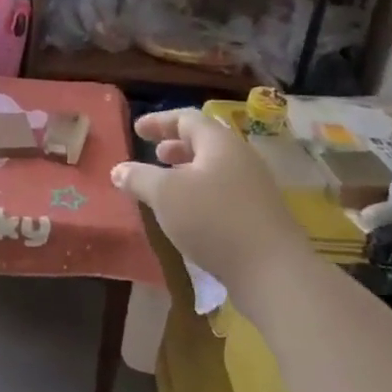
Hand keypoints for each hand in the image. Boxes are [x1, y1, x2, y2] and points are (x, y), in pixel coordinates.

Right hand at [110, 109, 303, 294]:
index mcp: (219, 143)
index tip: (137, 129)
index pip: (187, 119)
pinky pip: (224, 192)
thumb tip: (118, 169)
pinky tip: (188, 215)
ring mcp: (254, 187)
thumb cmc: (214, 220)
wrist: (273, 272)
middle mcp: (241, 158)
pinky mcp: (259, 216)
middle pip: (205, 142)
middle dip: (176, 146)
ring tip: (167, 185)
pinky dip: (201, 193)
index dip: (159, 121)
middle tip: (154, 154)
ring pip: (215, 169)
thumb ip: (139, 178)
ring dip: (188, 172)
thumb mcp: (165, 195)